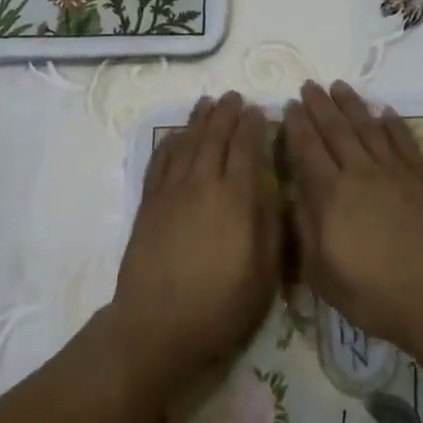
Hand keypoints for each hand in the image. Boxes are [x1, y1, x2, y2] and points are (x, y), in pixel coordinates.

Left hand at [109, 92, 280, 395]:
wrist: (156, 325)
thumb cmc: (219, 306)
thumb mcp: (264, 275)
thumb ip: (271, 227)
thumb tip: (272, 191)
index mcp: (235, 199)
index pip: (246, 149)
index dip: (252, 126)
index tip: (258, 111)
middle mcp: (203, 184)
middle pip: (215, 137)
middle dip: (227, 114)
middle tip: (234, 97)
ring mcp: (172, 191)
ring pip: (188, 142)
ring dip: (199, 120)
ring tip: (208, 103)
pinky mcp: (149, 203)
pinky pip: (161, 161)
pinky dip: (171, 142)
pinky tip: (176, 135)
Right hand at [285, 80, 422, 352]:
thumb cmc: (373, 294)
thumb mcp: (322, 274)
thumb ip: (304, 230)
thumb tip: (294, 196)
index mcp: (331, 194)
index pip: (308, 148)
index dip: (297, 124)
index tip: (290, 104)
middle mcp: (360, 173)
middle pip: (336, 130)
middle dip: (320, 105)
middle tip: (309, 85)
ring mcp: (393, 172)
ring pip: (367, 127)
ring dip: (351, 104)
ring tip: (339, 85)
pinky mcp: (421, 177)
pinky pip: (403, 141)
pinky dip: (392, 123)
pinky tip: (384, 111)